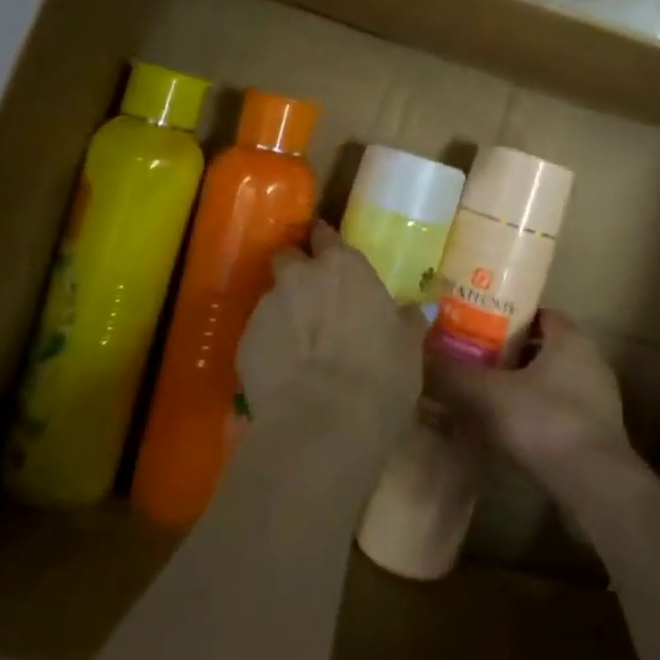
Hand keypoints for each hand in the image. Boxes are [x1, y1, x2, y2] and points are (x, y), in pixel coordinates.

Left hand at [237, 222, 425, 432]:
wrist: (321, 425)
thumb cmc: (379, 377)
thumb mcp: (408, 347)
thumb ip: (407, 320)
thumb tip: (415, 310)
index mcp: (343, 267)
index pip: (325, 234)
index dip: (325, 242)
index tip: (330, 254)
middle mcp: (300, 276)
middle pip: (287, 256)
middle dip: (295, 268)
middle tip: (312, 294)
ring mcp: (267, 307)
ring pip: (272, 297)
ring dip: (284, 310)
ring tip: (300, 343)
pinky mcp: (244, 342)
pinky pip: (259, 334)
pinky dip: (270, 344)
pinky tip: (284, 371)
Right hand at [427, 311, 634, 489]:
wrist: (595, 485)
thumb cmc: (544, 423)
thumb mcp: (489, 395)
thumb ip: (454, 375)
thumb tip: (423, 357)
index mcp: (570, 339)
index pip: (537, 313)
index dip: (506, 318)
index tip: (477, 328)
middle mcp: (590, 360)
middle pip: (542, 347)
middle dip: (509, 354)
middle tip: (475, 362)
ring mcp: (599, 398)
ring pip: (552, 380)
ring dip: (523, 386)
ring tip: (487, 398)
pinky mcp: (599, 432)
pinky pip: (561, 410)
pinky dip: (537, 414)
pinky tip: (511, 431)